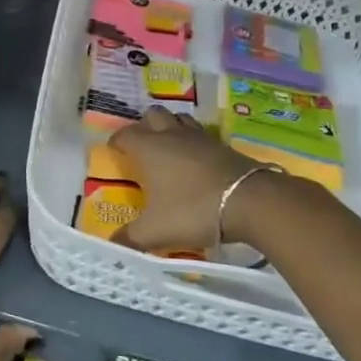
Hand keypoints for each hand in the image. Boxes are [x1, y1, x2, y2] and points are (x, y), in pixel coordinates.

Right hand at [109, 107, 264, 251]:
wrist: (249, 201)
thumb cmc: (193, 210)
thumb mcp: (156, 231)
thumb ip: (131, 238)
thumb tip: (111, 246)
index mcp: (148, 148)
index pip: (125, 134)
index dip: (117, 141)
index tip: (114, 152)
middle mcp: (170, 134)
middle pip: (152, 115)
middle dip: (144, 126)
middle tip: (142, 147)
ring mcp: (198, 136)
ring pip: (178, 118)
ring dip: (170, 127)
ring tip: (168, 147)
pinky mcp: (221, 144)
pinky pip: (200, 133)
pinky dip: (193, 140)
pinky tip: (195, 159)